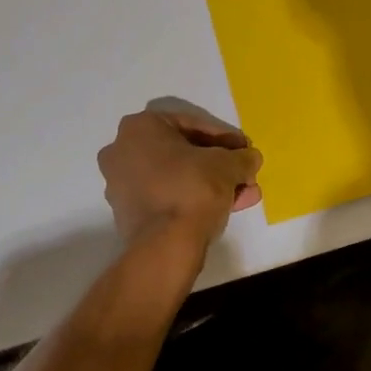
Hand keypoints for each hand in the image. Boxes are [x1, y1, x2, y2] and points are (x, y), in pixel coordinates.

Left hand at [97, 107, 263, 245]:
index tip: (245, 151)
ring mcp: (120, 183)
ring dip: (211, 183)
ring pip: (176, 176)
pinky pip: (167, 195)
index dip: (226, 138)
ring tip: (243, 196)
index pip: (193, 125)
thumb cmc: (193, 189)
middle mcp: (122, 150)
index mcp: (140, 127)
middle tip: (244, 174)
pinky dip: (193, 198)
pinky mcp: (127, 212)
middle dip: (219, 165)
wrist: (165, 245)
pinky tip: (224, 208)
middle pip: (183, 152)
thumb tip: (250, 158)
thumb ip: (242, 157)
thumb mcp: (228, 165)